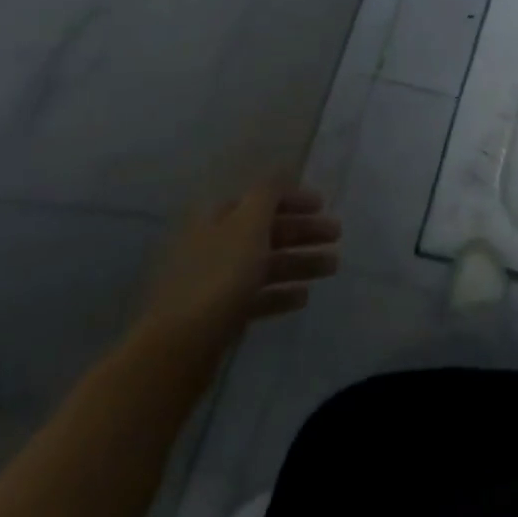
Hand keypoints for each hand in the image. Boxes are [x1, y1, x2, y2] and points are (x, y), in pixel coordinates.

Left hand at [137, 186, 340, 352]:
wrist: (180, 346)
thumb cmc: (220, 276)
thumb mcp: (248, 224)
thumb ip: (268, 194)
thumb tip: (280, 170)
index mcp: (218, 219)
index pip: (260, 199)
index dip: (292, 199)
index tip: (323, 205)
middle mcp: (215, 245)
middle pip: (265, 231)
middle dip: (303, 231)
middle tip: (337, 235)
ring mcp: (216, 282)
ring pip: (265, 264)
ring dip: (300, 262)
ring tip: (332, 267)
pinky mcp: (219, 315)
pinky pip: (256, 297)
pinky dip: (281, 294)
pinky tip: (303, 298)